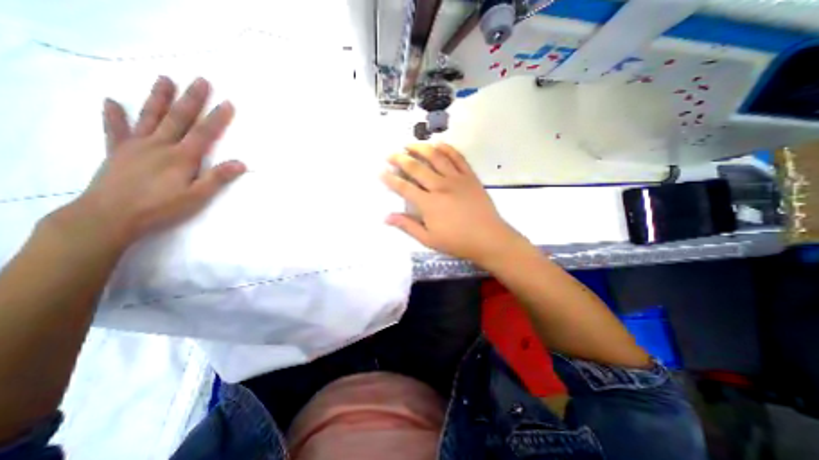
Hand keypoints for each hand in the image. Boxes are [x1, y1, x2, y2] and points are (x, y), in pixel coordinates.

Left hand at [63, 76, 244, 247]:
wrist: (110, 216)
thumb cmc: (161, 207)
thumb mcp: (197, 196)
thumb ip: (218, 178)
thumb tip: (241, 163)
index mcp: (182, 156)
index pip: (205, 132)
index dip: (218, 117)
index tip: (227, 102)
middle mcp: (160, 145)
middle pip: (179, 117)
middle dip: (192, 99)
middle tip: (200, 80)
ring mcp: (136, 145)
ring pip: (150, 116)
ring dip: (159, 98)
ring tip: (164, 79)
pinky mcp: (117, 151)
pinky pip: (115, 129)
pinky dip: (113, 115)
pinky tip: (111, 102)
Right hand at [378, 144, 519, 265]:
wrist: (489, 238)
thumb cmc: (457, 242)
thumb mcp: (429, 239)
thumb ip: (407, 226)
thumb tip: (387, 217)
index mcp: (429, 203)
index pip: (404, 187)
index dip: (390, 179)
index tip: (380, 171)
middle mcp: (440, 186)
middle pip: (416, 167)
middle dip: (400, 158)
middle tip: (390, 154)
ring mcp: (456, 179)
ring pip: (436, 157)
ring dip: (420, 148)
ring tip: (409, 144)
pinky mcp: (470, 176)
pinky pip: (457, 157)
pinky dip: (447, 148)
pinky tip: (438, 144)